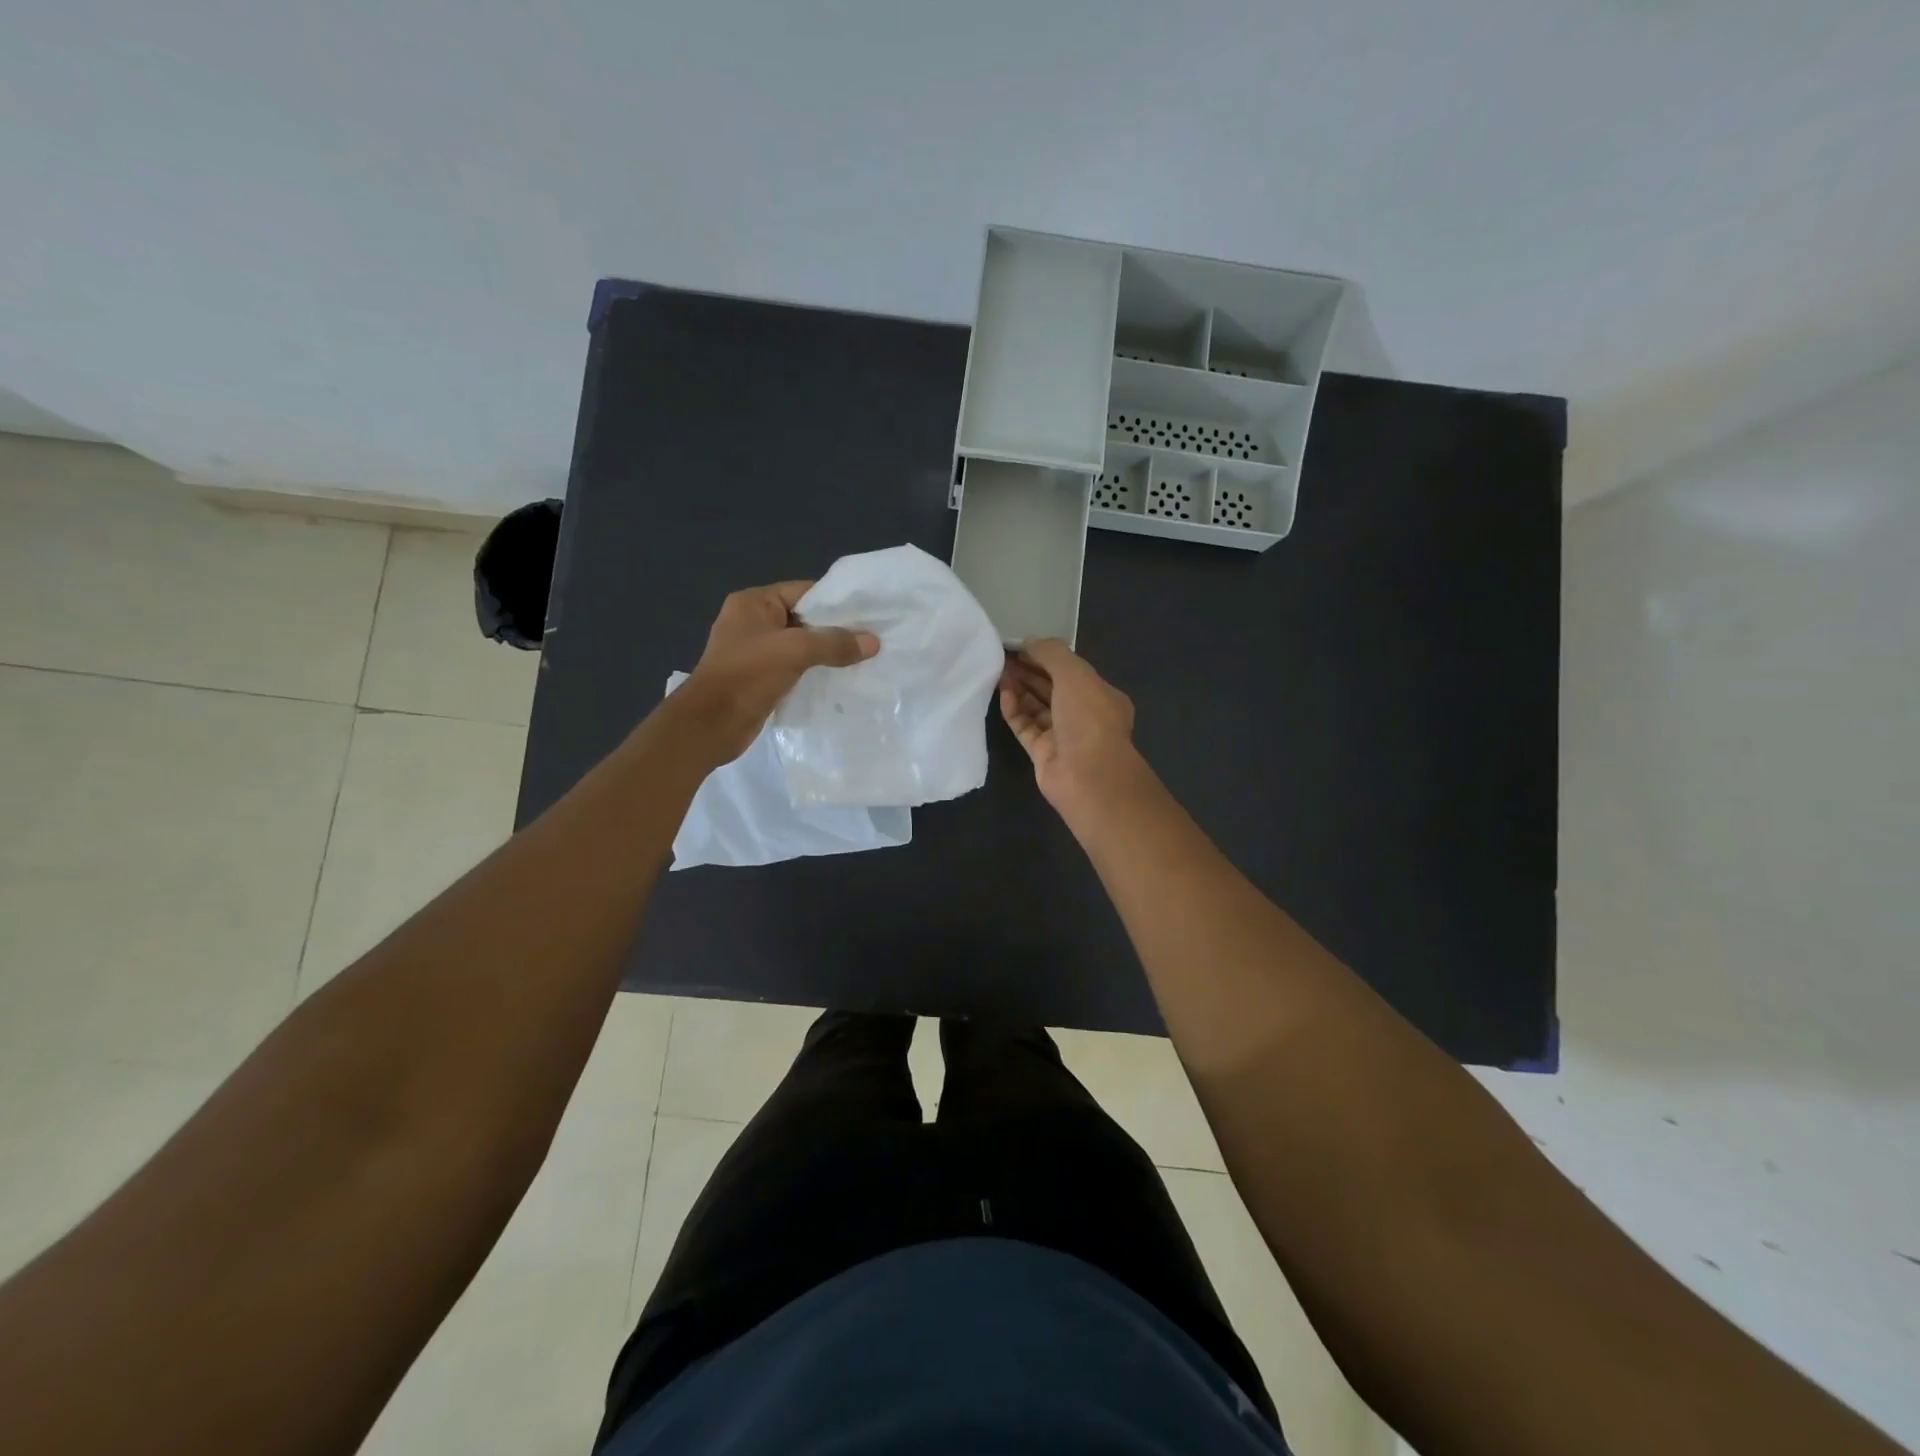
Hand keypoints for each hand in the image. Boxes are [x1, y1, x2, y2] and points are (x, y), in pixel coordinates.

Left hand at [676, 581, 878, 763]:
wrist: (710, 725)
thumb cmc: (747, 676)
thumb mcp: (795, 651)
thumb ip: (834, 644)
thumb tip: (873, 642)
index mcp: (754, 603)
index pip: (804, 591)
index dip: (836, 602)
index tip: (869, 614)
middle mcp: (753, 622)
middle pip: (804, 619)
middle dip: (835, 630)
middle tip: (872, 639)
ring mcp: (755, 651)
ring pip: (801, 646)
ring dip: (827, 654)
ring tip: (863, 660)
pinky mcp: (760, 678)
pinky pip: (795, 668)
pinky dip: (815, 672)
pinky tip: (840, 680)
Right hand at [999, 639, 1143, 810]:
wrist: (1088, 776)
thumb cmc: (1088, 718)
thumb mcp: (1075, 673)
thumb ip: (1051, 653)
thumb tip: (1029, 642)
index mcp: (1100, 695)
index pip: (1071, 670)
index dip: (1046, 656)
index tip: (1021, 646)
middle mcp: (1083, 715)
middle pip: (1053, 688)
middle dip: (1030, 671)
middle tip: (1003, 657)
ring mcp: (1063, 736)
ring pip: (1037, 708)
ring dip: (1020, 688)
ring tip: (999, 671)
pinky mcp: (1042, 754)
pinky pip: (1025, 727)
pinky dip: (1014, 710)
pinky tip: (1003, 694)